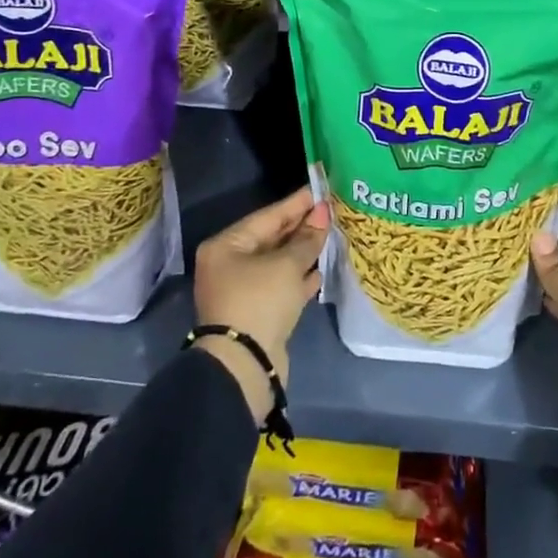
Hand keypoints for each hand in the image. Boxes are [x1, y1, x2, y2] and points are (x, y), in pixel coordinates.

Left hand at [194, 188, 329, 421]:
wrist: (245, 366)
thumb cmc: (260, 301)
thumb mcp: (287, 265)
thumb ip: (307, 239)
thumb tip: (322, 214)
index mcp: (226, 246)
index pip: (267, 217)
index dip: (296, 204)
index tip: (320, 190)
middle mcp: (229, 265)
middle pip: (271, 239)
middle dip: (301, 227)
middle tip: (331, 212)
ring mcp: (242, 290)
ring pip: (278, 263)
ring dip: (303, 252)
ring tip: (331, 235)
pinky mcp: (256, 313)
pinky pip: (280, 286)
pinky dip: (299, 278)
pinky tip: (320, 271)